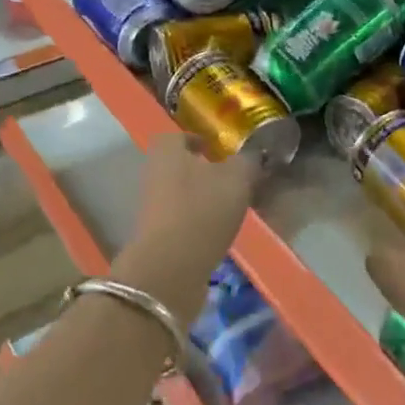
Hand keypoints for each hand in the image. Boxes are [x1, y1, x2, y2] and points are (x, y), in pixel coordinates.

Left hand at [119, 131, 260, 318]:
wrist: (170, 268)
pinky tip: (219, 231)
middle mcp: (153, 174)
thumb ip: (247, 162)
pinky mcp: (156, 236)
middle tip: (232, 179)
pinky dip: (198, 222)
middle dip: (202, 171)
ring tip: (231, 207)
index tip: (218, 150)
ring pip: (180, 193)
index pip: (178, 136)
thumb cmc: (202, 210)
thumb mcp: (237, 179)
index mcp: (167, 151)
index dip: (198, 140)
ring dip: (202, 198)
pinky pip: (181, 220)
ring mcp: (151, 207)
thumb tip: (253, 154)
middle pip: (179, 166)